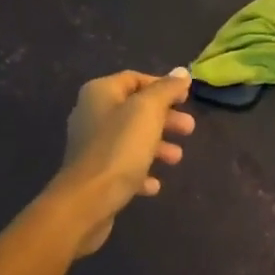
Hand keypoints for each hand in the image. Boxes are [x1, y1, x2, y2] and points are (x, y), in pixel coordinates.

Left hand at [48, 70, 195, 255]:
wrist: (86, 202)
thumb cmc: (120, 147)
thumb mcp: (148, 111)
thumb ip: (166, 89)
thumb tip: (181, 72)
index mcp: (100, 93)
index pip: (135, 78)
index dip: (163, 86)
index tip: (186, 98)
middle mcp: (92, 114)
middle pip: (136, 110)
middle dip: (165, 118)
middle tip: (189, 128)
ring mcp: (91, 146)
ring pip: (132, 139)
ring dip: (157, 146)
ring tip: (177, 158)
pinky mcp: (94, 175)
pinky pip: (123, 166)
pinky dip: (141, 170)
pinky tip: (154, 184)